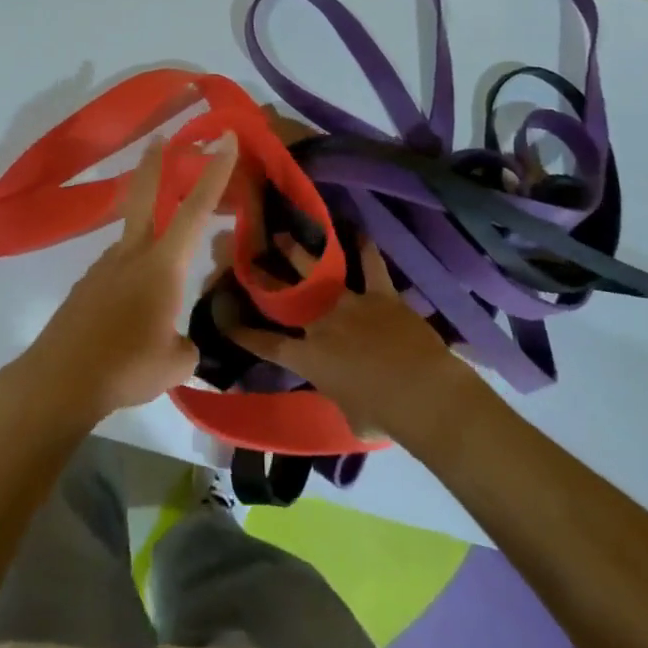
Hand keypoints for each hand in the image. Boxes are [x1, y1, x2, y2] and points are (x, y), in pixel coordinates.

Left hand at [7, 133, 238, 428]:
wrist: (59, 380)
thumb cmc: (125, 367)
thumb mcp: (175, 364)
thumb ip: (185, 346)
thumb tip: (180, 342)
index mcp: (162, 265)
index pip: (196, 209)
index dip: (216, 172)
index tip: (227, 138)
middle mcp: (132, 255)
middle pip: (144, 195)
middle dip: (155, 164)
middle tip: (160, 138)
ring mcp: (104, 268)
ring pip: (131, 238)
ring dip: (146, 233)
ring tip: (161, 282)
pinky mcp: (85, 286)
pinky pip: (116, 269)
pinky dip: (130, 274)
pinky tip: (131, 311)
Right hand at [231, 235, 477, 443]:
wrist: (421, 393)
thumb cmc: (384, 416)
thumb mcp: (351, 417)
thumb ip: (340, 398)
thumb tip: (345, 394)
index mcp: (310, 358)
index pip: (268, 345)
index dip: (245, 334)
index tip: (225, 321)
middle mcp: (323, 324)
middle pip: (287, 296)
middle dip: (266, 277)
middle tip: (250, 258)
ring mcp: (351, 304)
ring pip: (319, 272)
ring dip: (300, 252)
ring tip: (283, 235)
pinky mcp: (380, 294)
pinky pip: (371, 265)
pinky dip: (365, 248)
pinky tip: (358, 231)